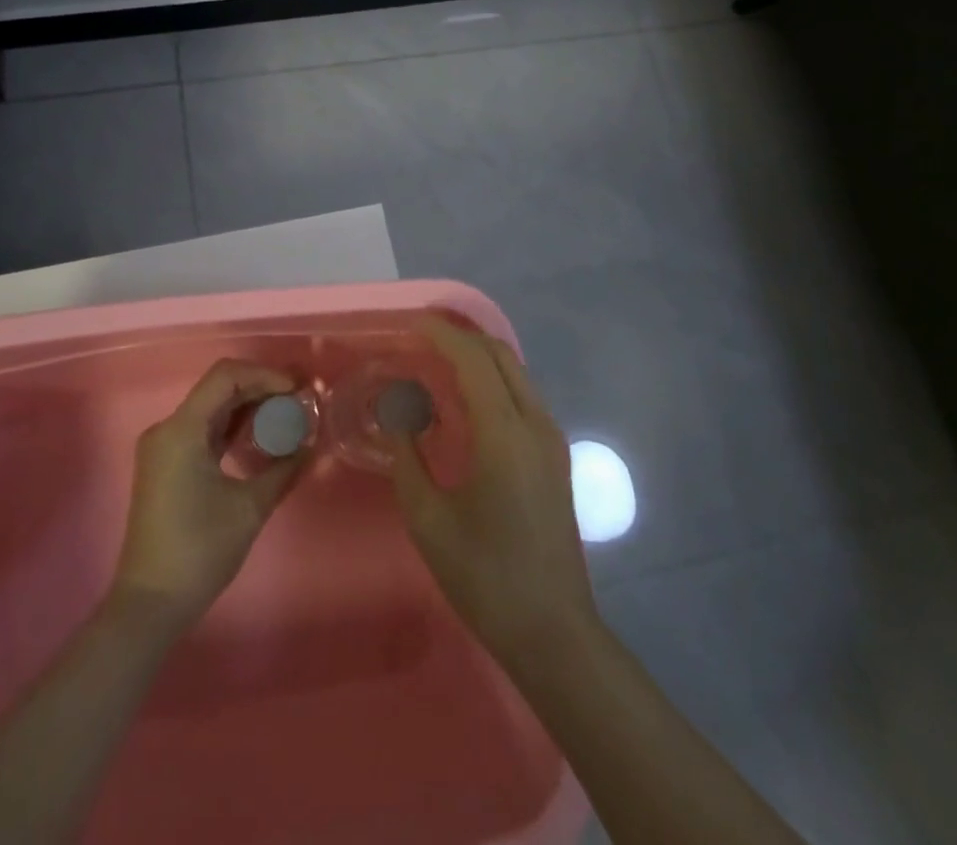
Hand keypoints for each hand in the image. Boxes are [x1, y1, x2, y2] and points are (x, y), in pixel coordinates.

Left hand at [112, 360, 306, 629]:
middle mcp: (167, 428)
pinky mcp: (167, 464)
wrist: (150, 604)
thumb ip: (283, 468)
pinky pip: (204, 429)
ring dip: (248, 406)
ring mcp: (164, 446)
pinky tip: (260, 434)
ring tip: (287, 413)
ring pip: (212, 408)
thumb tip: (310, 445)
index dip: (264, 375)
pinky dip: (233, 426)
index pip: (226, 377)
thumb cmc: (199, 551)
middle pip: (219, 388)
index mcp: (181, 430)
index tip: (297, 389)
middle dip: (261, 388)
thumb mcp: (250, 508)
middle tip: (299, 398)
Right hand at [388, 319, 598, 656]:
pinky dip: (493, 380)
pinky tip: (467, 398)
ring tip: (440, 359)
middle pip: (500, 356)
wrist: (553, 631)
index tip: (412, 324)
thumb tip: (400, 419)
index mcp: (505, 435)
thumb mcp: (430, 521)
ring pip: (516, 373)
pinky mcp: (556, 455)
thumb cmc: (485, 577)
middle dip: (462, 337)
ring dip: (479, 357)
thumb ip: (409, 460)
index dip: (443, 335)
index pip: (474, 361)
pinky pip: (522, 396)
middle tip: (423, 335)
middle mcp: (535, 424)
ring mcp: (552, 439)